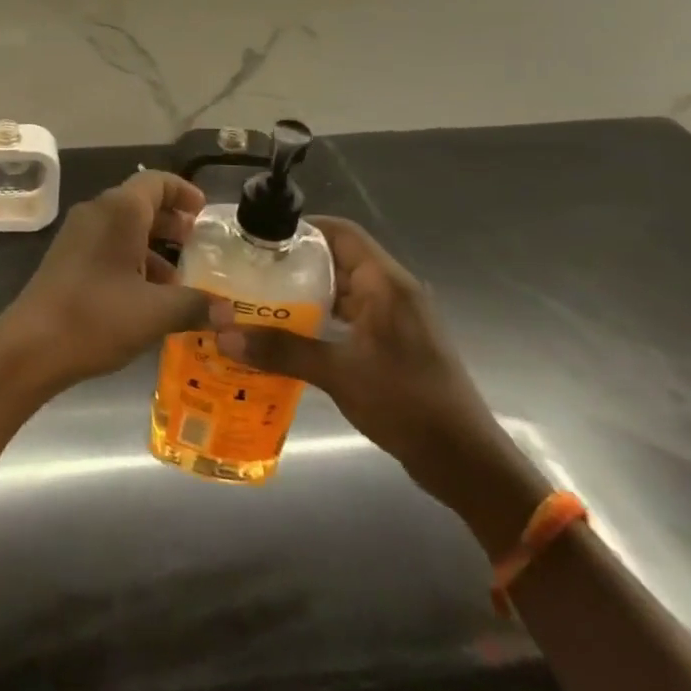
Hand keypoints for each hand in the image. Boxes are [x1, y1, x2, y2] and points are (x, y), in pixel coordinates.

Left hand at [0, 170, 211, 393]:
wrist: (31, 345)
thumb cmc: (97, 317)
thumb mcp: (155, 313)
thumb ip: (195, 305)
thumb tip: (229, 313)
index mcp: (119, 211)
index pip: (156, 182)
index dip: (183, 192)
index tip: (204, 214)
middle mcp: (96, 212)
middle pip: (139, 203)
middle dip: (170, 221)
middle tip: (196, 245)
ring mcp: (77, 234)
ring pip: (122, 227)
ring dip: (152, 245)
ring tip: (178, 279)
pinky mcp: (66, 257)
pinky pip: (106, 244)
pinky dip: (131, 258)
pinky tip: (146, 295)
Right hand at [213, 217, 542, 553]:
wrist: (466, 462)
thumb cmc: (408, 404)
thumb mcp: (339, 374)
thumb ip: (282, 351)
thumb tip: (224, 335)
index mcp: (386, 283)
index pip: (341, 232)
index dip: (302, 228)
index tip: (260, 237)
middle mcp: (393, 291)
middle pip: (339, 258)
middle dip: (296, 262)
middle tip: (251, 270)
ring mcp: (396, 318)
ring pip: (344, 289)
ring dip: (307, 292)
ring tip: (261, 299)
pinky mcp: (395, 343)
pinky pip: (352, 315)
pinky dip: (323, 317)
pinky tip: (291, 333)